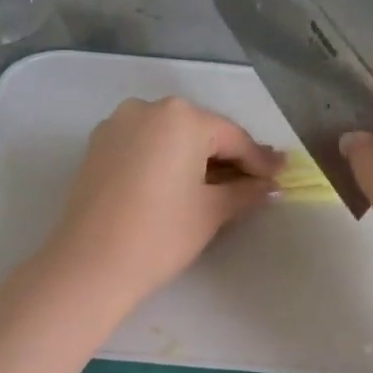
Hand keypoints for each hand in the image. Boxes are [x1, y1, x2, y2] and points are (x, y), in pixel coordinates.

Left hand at [41, 97, 282, 311]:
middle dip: (228, 156)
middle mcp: (147, 108)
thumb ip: (246, 192)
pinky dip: (165, 160)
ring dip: (196, 157)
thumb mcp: (211, 212)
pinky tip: (180, 183)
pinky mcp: (98, 146)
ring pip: (170, 137)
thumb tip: (271, 186)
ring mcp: (117, 124)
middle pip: (201, 131)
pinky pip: (144, 146)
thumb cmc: (161, 235)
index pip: (233, 137)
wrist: (91, 264)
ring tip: (220, 184)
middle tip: (256, 180)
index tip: (281, 177)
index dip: (259, 161)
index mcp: (181, 117)